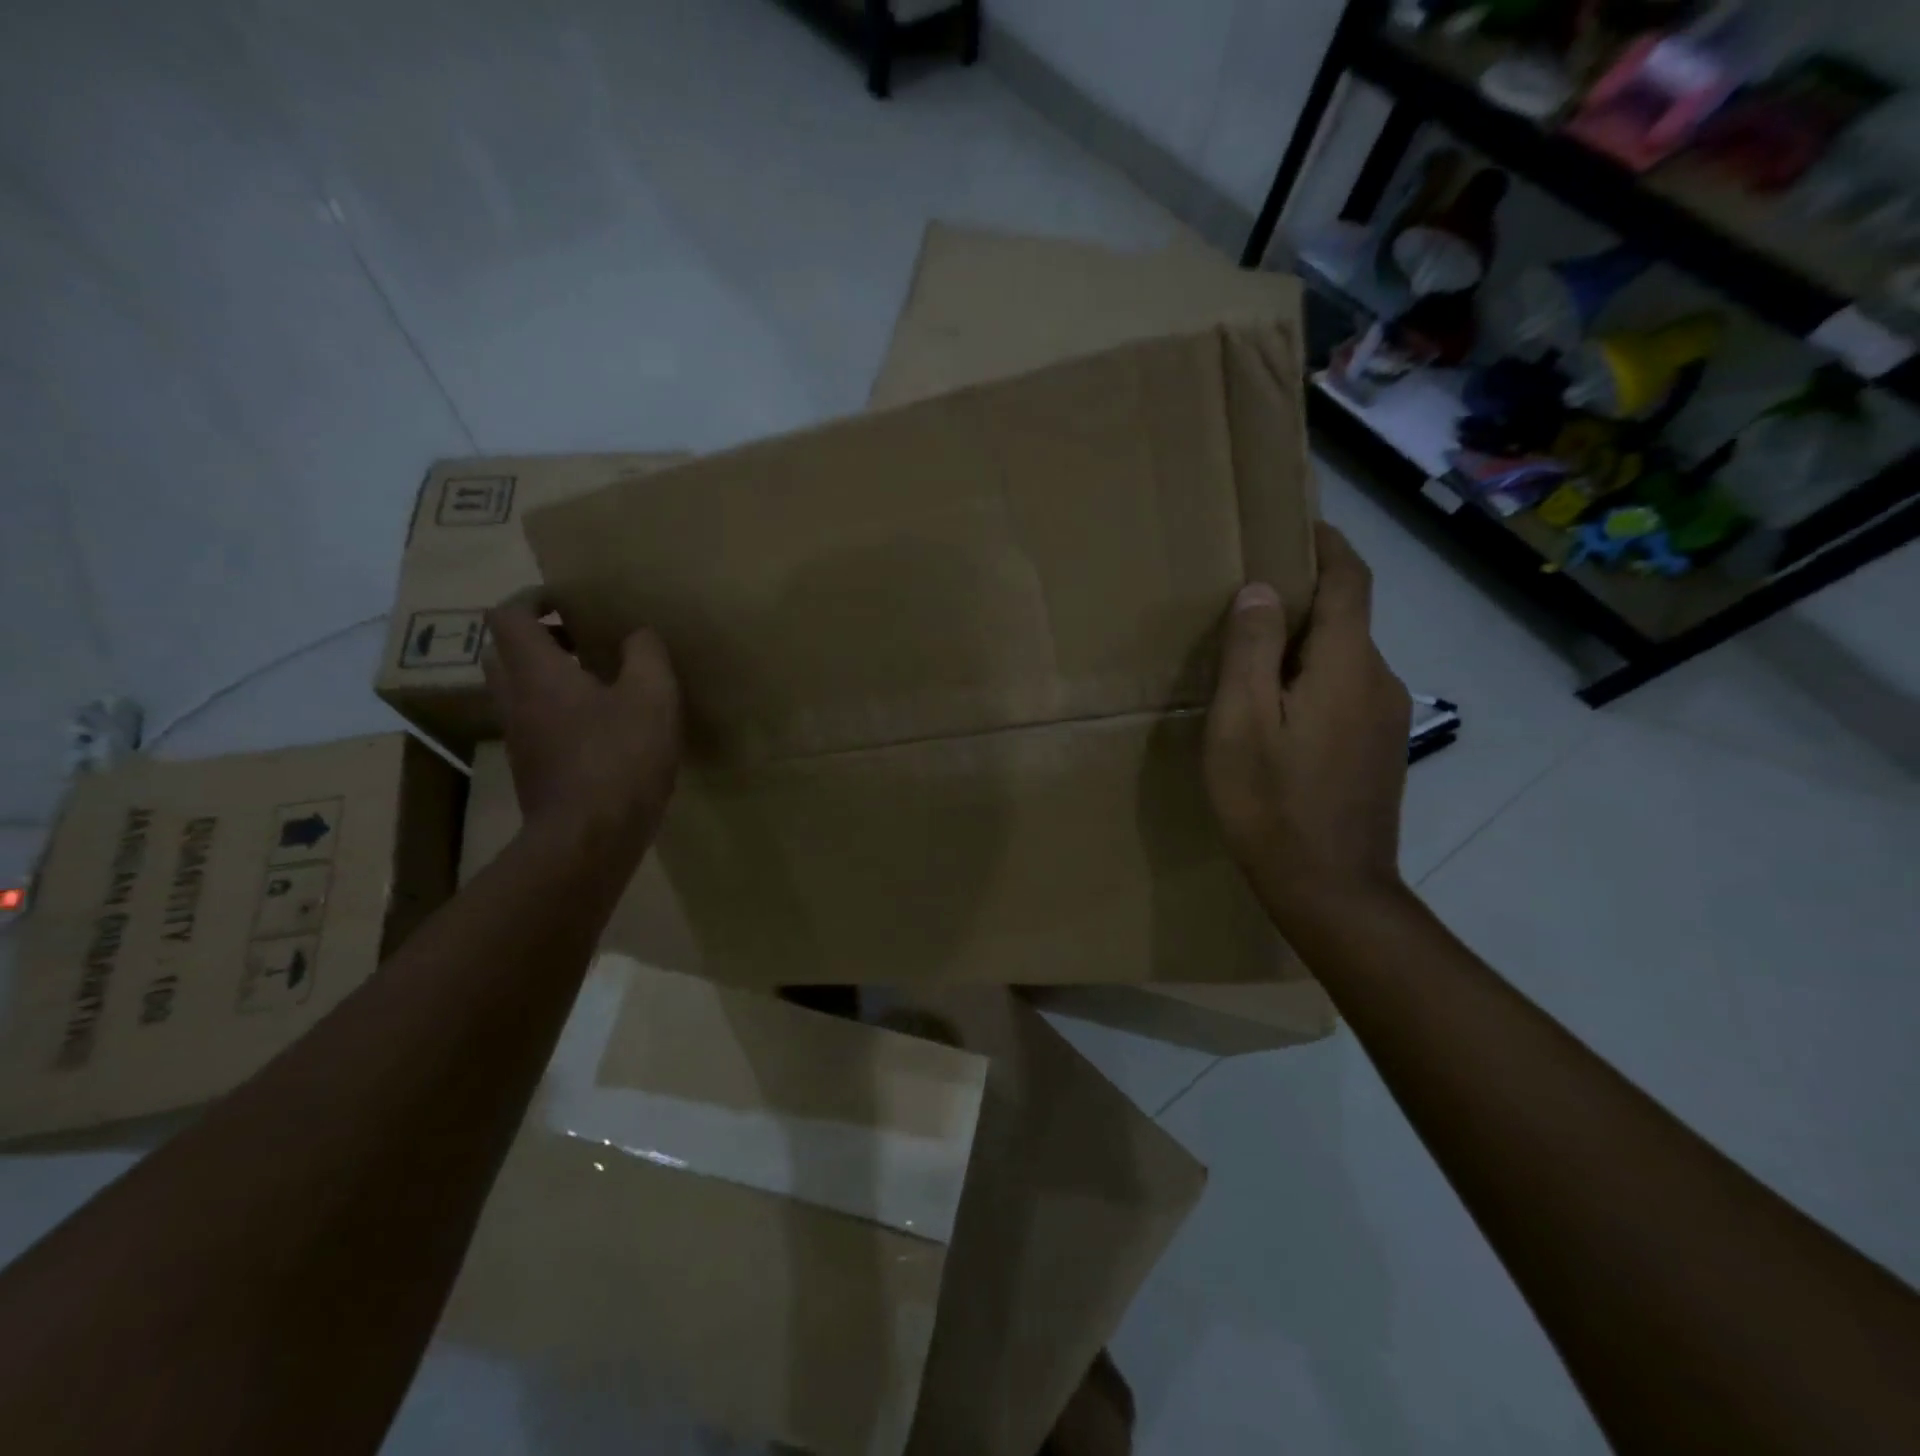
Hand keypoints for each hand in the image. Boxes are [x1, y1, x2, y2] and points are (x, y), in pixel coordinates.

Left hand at [482, 592, 680, 857]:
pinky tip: (602, 725)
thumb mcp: (652, 697)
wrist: (589, 838)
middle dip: (536, 637)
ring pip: (517, 690)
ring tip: (596, 680)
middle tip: (579, 638)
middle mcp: (516, 700)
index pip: (508, 617)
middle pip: (503, 652)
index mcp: (536, 673)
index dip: (531, 598)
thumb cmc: (620, 758)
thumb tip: (638, 635)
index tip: (566, 599)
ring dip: (546, 675)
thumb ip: (646, 655)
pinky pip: (535, 722)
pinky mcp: (533, 768)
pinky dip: (557, 709)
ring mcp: (520, 738)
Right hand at [1204, 523, 1410, 929]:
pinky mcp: (1381, 750)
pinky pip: (1347, 693)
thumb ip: (1250, 650)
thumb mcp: (1240, 723)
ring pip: (1344, 660)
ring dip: (1305, 646)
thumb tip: (1261, 590)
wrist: (1331, 889)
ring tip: (1252, 663)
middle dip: (1305, 600)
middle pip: (1346, 619)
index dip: (1328, 546)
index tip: (1300, 524)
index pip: (1350, 581)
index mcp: (1345, 665)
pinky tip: (1278, 714)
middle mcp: (1379, 681)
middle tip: (1247, 604)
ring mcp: (1387, 719)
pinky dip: (1314, 681)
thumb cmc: (1272, 802)